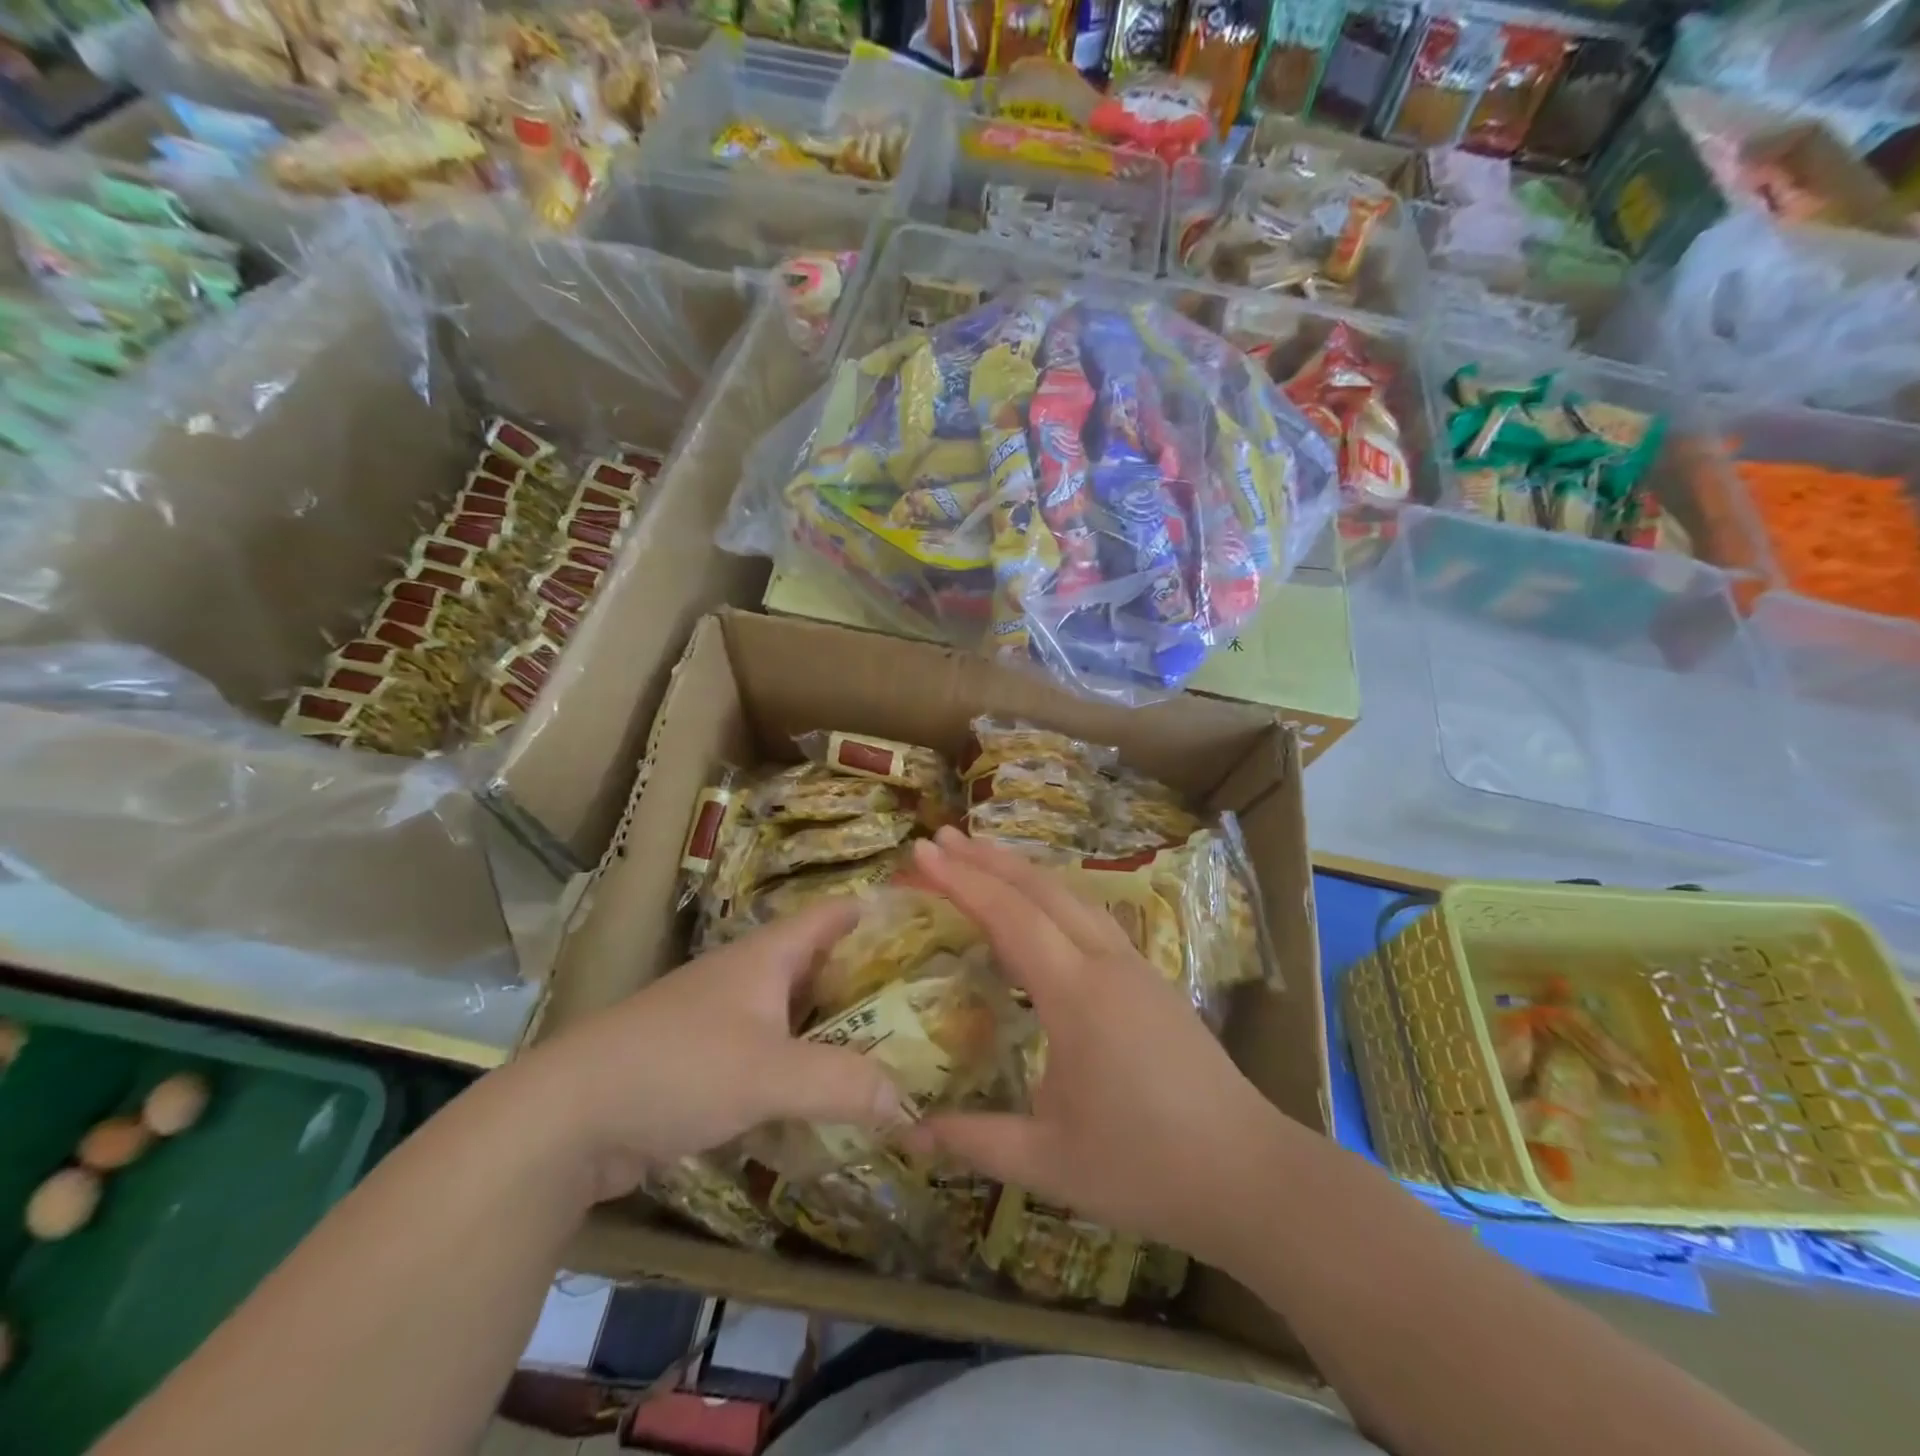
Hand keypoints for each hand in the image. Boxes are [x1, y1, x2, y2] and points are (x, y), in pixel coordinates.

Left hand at [522, 900, 912, 1202]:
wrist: (566, 1119)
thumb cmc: (676, 1069)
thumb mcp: (768, 1073)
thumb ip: (842, 1084)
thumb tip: (910, 1103)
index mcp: (766, 957)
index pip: (832, 916)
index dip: (875, 913)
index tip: (925, 924)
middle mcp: (747, 979)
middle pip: (819, 966)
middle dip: (868, 981)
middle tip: (924, 1002)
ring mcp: (722, 1022)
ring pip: (796, 1015)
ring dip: (836, 1030)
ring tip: (891, 1050)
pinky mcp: (704, 1066)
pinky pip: (771, 1057)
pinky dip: (803, 1070)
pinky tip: (829, 1098)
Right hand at [904, 828, 1297, 1265]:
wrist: (1250, 1175)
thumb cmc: (1145, 1168)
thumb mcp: (1049, 1162)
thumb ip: (976, 1141)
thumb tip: (906, 1133)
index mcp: (1077, 996)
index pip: (1009, 917)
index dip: (962, 880)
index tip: (922, 851)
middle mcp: (1106, 964)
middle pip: (1042, 889)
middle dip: (988, 859)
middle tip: (942, 838)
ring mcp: (1135, 967)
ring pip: (1073, 897)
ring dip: (1024, 872)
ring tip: (984, 859)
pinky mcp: (1152, 981)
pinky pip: (1092, 918)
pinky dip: (1053, 897)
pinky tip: (1041, 914)